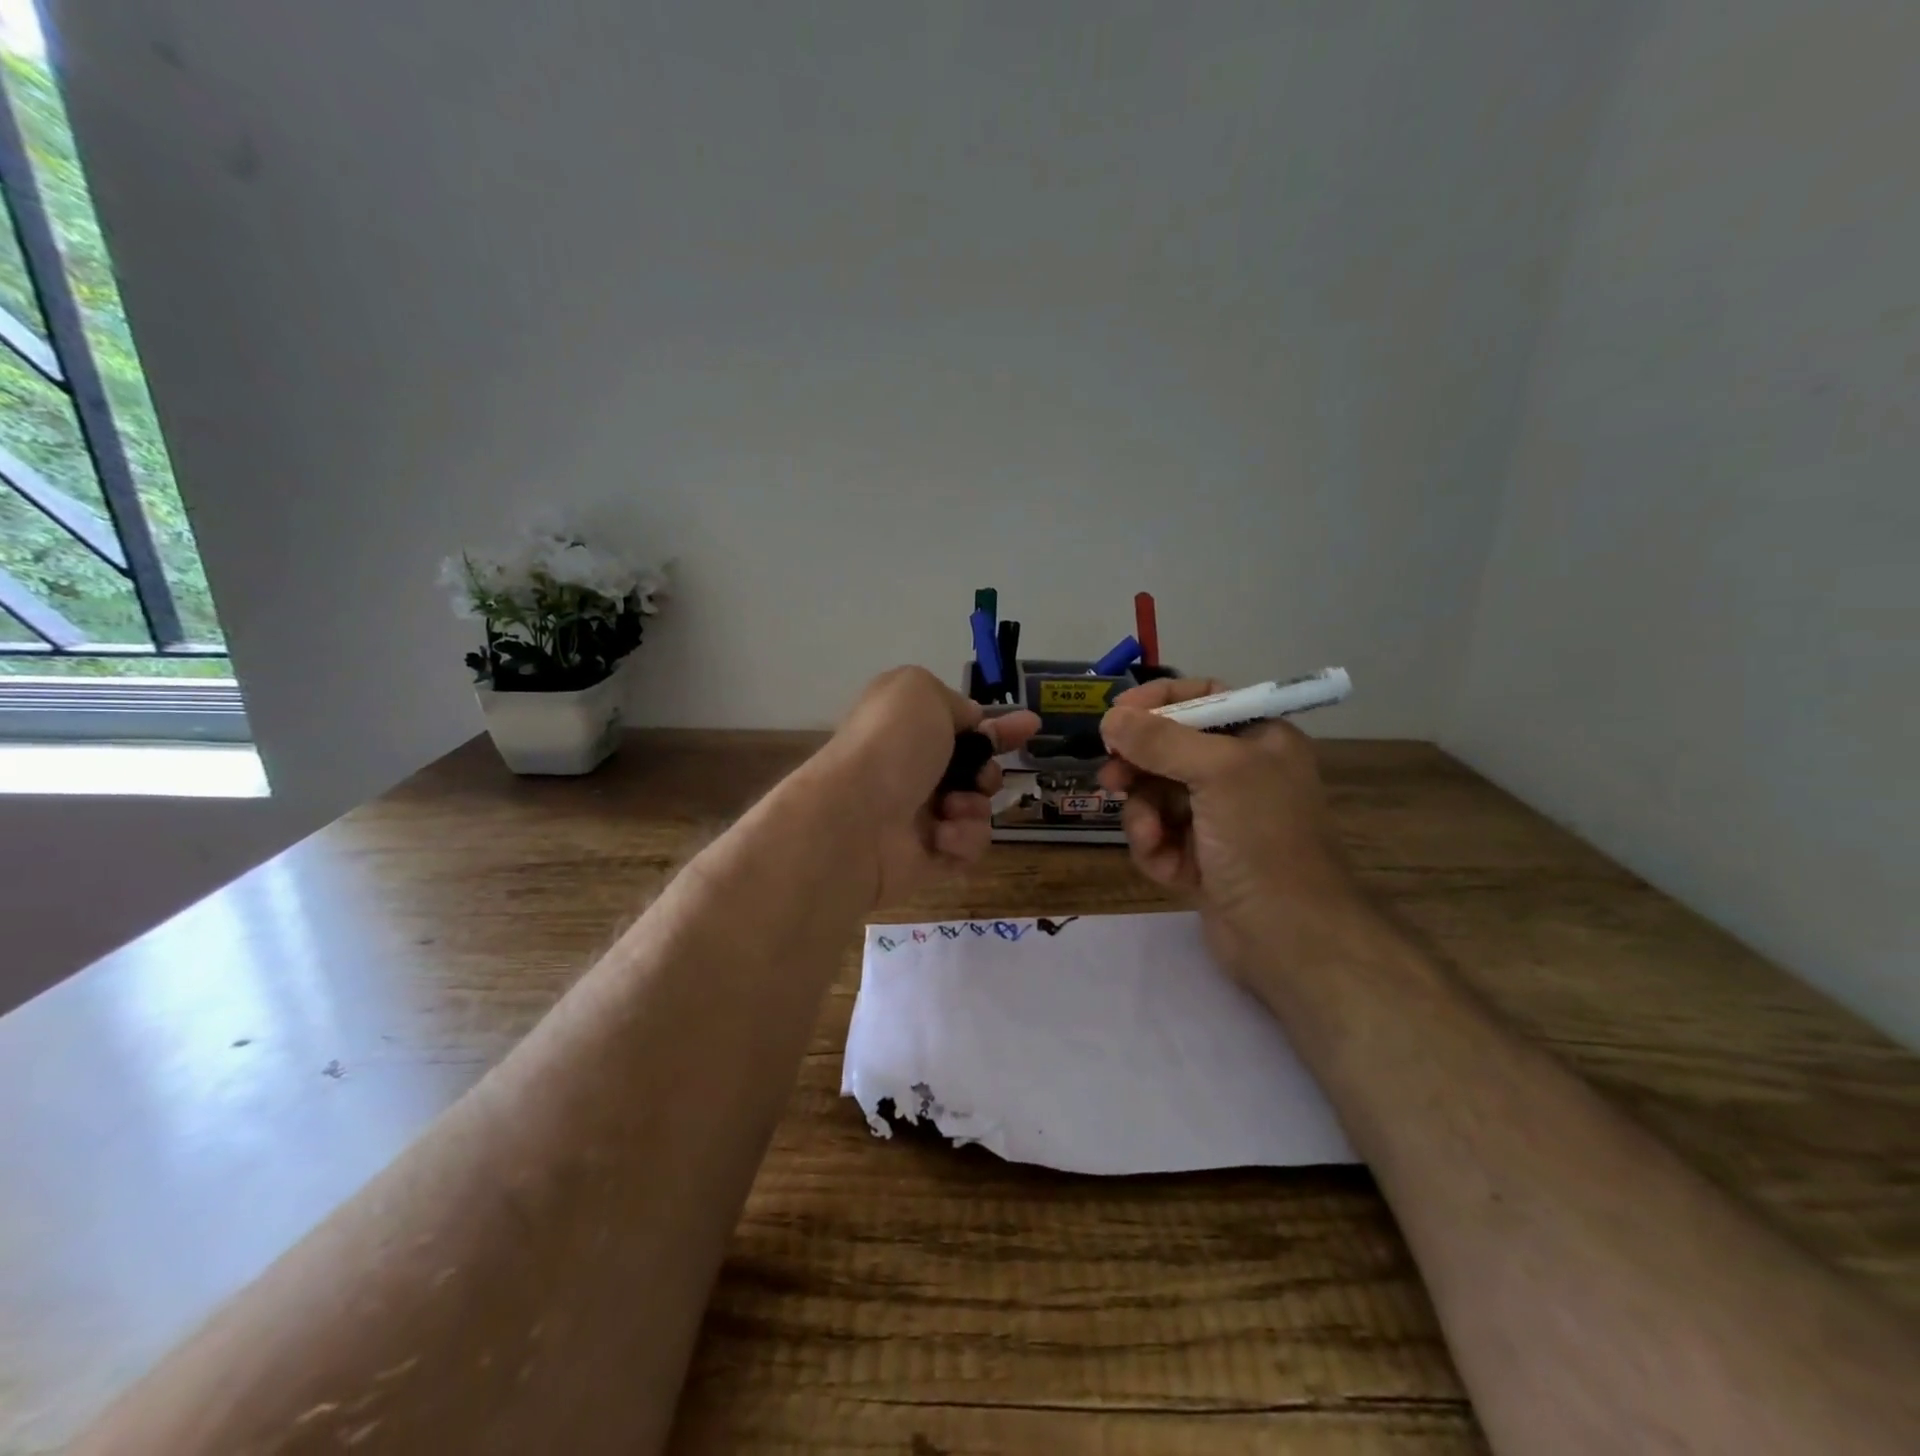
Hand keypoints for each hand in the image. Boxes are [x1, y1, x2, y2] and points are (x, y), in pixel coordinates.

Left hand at [814, 667, 1038, 906]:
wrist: (854, 820)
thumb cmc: (890, 746)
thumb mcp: (919, 691)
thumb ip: (951, 700)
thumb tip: (968, 724)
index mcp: (906, 730)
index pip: (961, 725)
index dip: (998, 726)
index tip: (1032, 726)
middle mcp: (911, 771)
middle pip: (976, 771)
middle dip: (988, 772)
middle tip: (979, 777)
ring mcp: (918, 817)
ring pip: (978, 810)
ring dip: (974, 806)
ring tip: (950, 809)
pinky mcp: (927, 858)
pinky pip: (969, 847)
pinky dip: (963, 839)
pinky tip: (942, 836)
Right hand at [1096, 677, 1370, 974]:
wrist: (1290, 938)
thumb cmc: (1262, 840)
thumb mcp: (1218, 773)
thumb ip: (1160, 740)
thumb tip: (1110, 717)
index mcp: (1258, 739)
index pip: (1200, 699)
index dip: (1156, 703)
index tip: (1115, 717)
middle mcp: (1239, 772)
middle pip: (1168, 749)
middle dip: (1138, 766)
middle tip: (1111, 778)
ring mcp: (1218, 818)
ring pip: (1155, 795)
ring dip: (1143, 815)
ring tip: (1149, 835)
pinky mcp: (1201, 856)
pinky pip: (1159, 835)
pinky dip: (1155, 848)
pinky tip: (1167, 869)